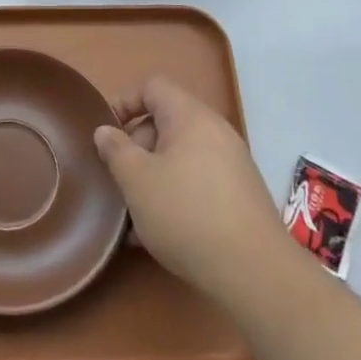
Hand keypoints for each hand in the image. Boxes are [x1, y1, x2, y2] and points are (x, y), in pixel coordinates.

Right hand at [95, 77, 282, 302]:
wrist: (255, 272)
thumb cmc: (186, 213)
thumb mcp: (137, 181)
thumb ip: (116, 150)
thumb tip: (105, 131)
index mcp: (190, 117)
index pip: (153, 87)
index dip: (124, 102)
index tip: (105, 132)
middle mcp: (215, 132)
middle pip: (166, 122)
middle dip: (136, 146)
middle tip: (117, 177)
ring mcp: (231, 164)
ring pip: (180, 157)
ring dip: (152, 176)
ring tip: (132, 212)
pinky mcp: (239, 196)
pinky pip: (197, 181)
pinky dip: (175, 194)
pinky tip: (156, 232)